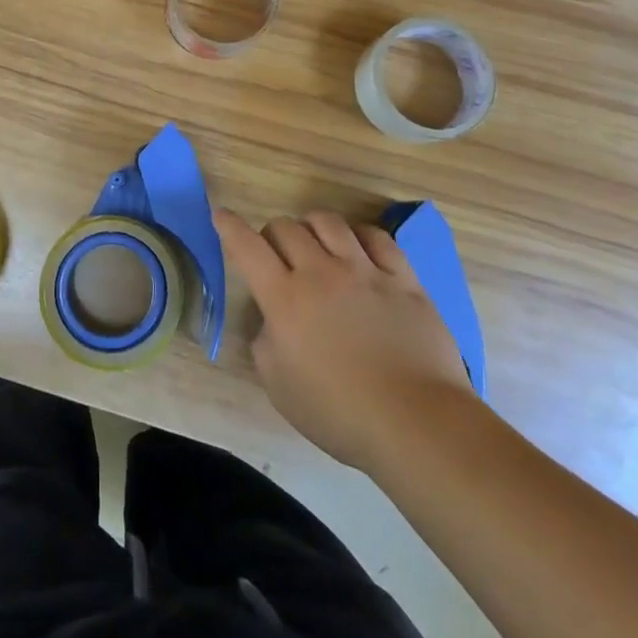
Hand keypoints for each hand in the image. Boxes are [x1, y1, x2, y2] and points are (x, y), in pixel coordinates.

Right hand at [217, 208, 470, 472]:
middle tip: (276, 252)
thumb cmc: (339, 413)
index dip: (229, 226)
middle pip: (287, 227)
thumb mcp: (279, 386)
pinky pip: (377, 237)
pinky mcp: (402, 278)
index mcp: (284, 298)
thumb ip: (265, 342)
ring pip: (329, 222)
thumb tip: (271, 319)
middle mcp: (320, 273)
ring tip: (315, 242)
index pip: (247, 247)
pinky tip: (358, 246)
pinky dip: (359, 235)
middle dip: (273, 234)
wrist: (415, 422)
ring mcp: (364, 271)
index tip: (221, 214)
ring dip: (312, 226)